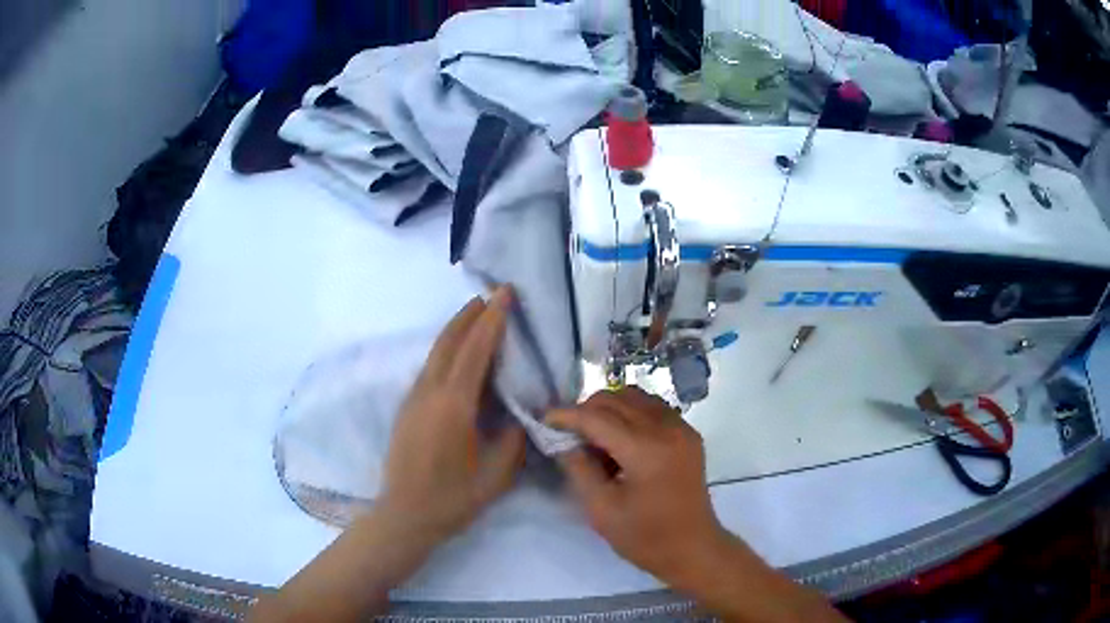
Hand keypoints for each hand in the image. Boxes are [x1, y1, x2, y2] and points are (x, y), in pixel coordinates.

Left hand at [378, 287, 526, 542]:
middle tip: (492, 296)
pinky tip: (457, 355)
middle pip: (449, 341)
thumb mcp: (497, 475)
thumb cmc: (452, 499)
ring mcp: (414, 398)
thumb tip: (520, 413)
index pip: (475, 350)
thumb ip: (513, 439)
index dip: (492, 319)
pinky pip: (430, 367)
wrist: (404, 515)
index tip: (504, 293)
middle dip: (470, 315)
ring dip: (456, 330)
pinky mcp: (407, 408)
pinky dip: (447, 350)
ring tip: (476, 315)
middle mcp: (430, 392)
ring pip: (436, 352)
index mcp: (454, 405)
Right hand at [546, 387, 728, 582]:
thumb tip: (563, 441)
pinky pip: (652, 407)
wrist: (693, 549)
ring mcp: (682, 428)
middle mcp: (666, 428)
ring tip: (593, 435)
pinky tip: (620, 438)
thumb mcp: (601, 509)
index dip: (566, 415)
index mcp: (646, 449)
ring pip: (635, 396)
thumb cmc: (645, 537)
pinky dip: (630, 413)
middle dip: (585, 410)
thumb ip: (578, 468)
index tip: (543, 418)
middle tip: (567, 432)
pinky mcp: (688, 433)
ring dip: (608, 408)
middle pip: (616, 399)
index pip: (597, 417)